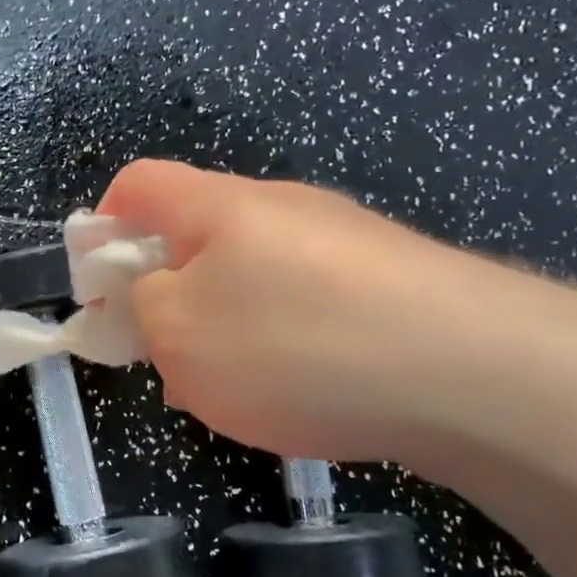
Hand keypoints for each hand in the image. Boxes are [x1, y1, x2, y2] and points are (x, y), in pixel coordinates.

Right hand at [97, 159, 514, 463]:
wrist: (477, 372)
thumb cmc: (295, 344)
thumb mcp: (179, 334)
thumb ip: (140, 306)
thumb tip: (147, 294)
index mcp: (220, 205)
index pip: (140, 183)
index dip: (103, 224)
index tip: (99, 285)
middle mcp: (282, 208)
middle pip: (198, 232)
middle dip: (166, 289)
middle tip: (164, 353)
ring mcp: (345, 242)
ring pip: (254, 274)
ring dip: (224, 322)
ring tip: (232, 388)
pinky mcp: (394, 283)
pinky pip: (309, 303)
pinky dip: (283, 340)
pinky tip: (301, 392)